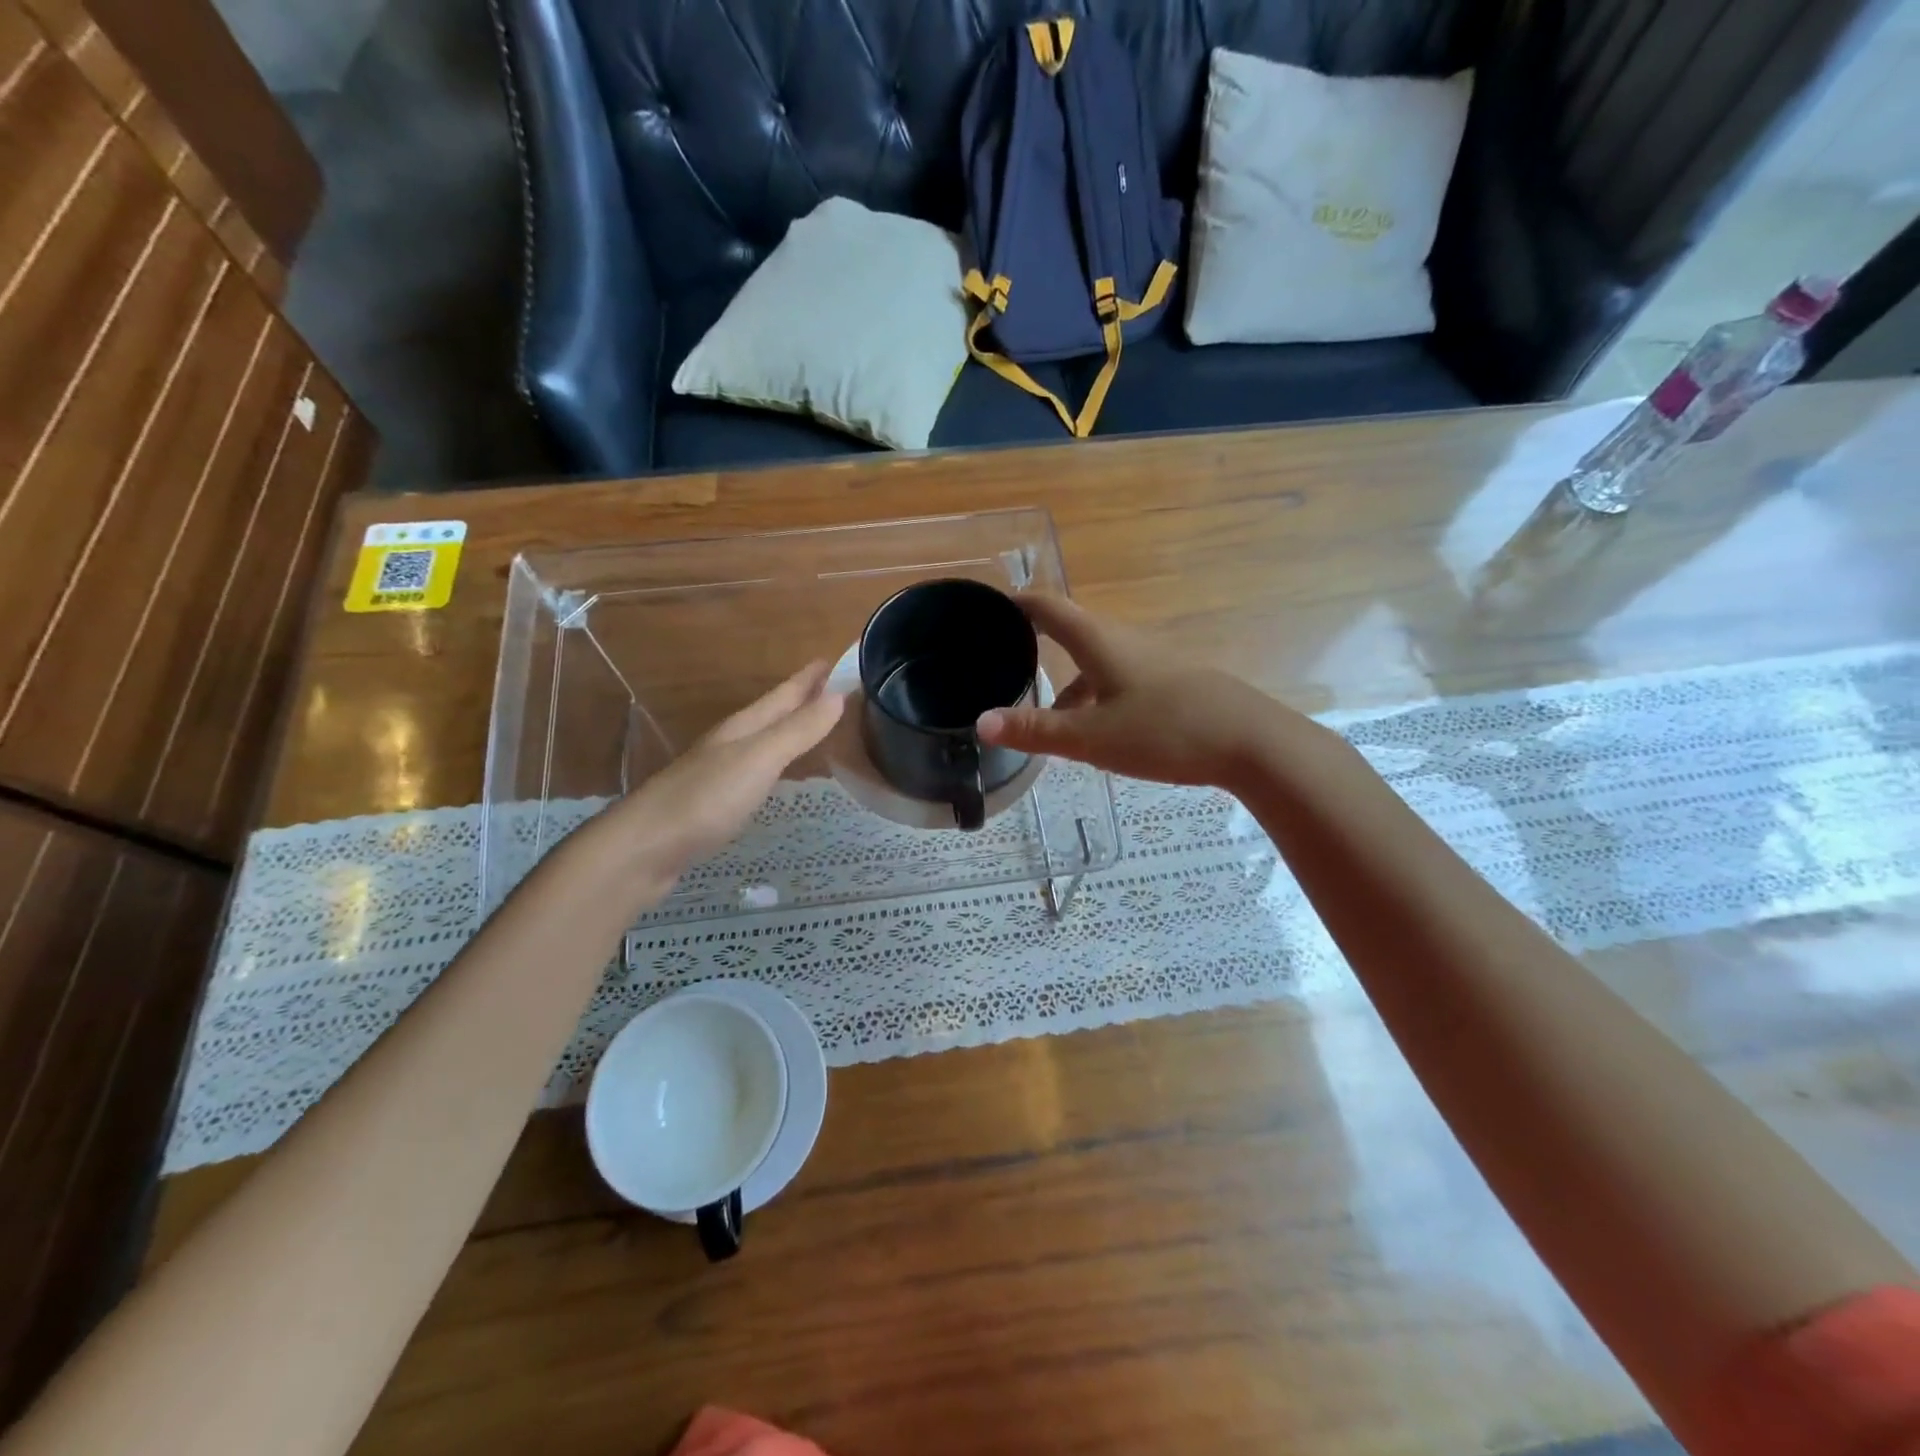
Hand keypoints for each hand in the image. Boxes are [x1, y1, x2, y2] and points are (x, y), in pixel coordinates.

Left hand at [600, 661, 844, 896]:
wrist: (645, 848)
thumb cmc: (705, 798)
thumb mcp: (759, 759)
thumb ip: (798, 730)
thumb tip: (839, 695)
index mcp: (743, 727)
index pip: (784, 695)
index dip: (809, 678)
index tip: (837, 660)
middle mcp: (732, 743)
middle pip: (774, 714)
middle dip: (803, 700)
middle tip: (837, 691)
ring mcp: (721, 773)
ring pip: (765, 741)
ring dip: (791, 730)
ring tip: (819, 727)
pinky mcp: (716, 803)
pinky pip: (758, 771)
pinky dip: (779, 764)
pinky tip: (782, 774)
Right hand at [976, 594, 1281, 787]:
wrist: (1249, 741)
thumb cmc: (1163, 731)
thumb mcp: (1091, 737)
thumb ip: (1036, 730)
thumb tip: (981, 722)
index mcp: (1098, 641)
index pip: (1048, 606)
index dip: (1017, 603)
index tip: (987, 609)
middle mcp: (1123, 641)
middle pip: (1071, 631)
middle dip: (1035, 643)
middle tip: (1000, 662)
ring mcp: (1150, 661)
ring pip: (1095, 662)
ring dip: (1066, 680)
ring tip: (1041, 714)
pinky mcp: (1169, 683)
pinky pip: (1117, 680)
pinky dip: (1094, 697)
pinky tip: (1093, 732)